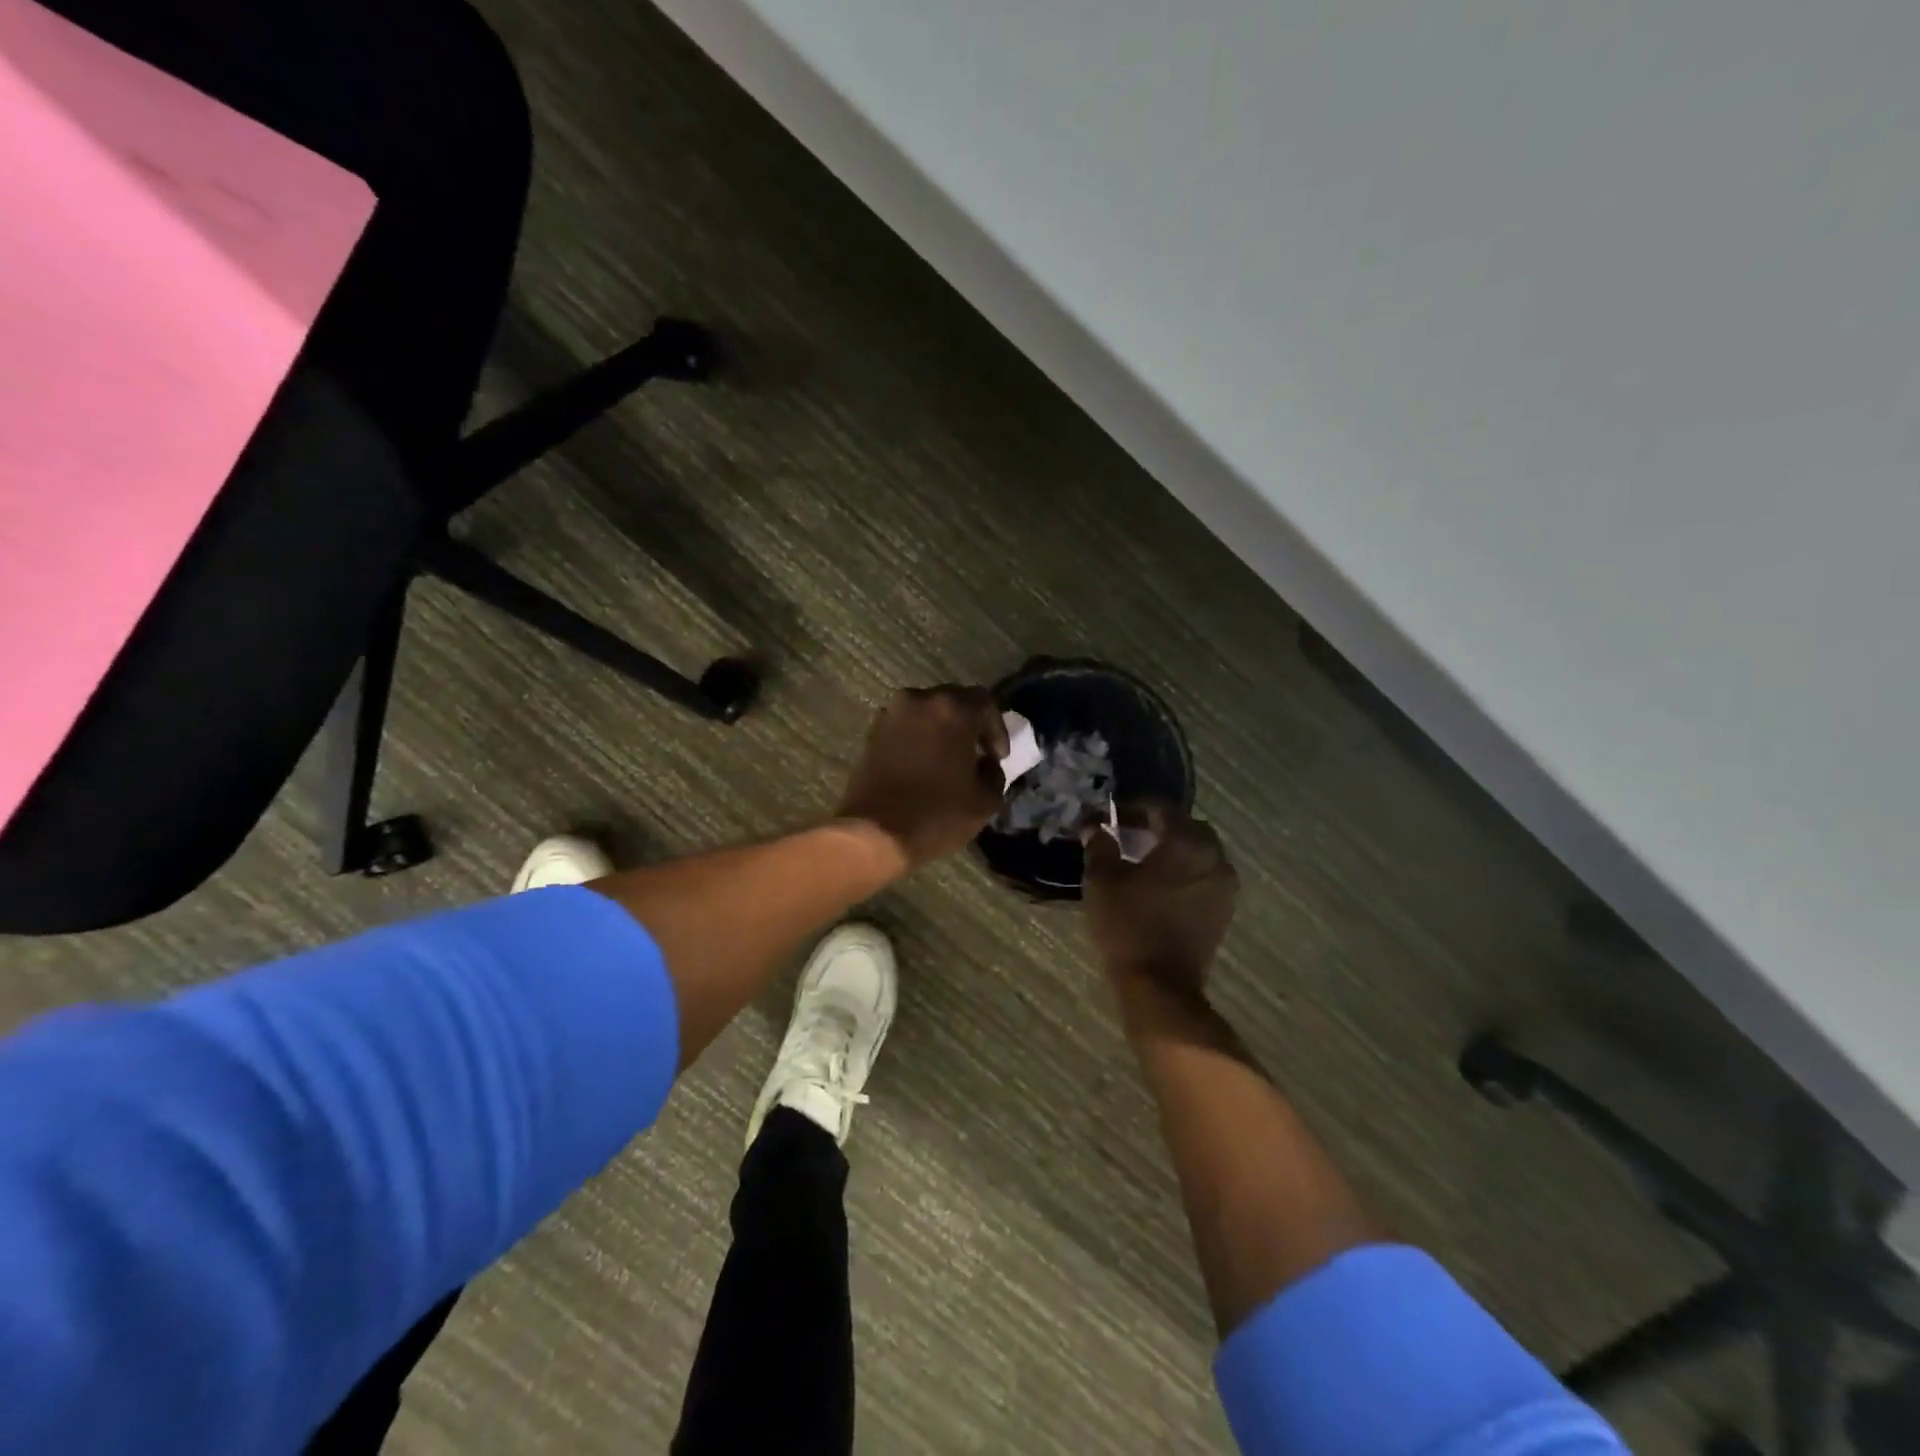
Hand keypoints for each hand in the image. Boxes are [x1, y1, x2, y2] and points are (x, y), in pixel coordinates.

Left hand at [837, 685, 1010, 867]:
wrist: (874, 833)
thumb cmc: (936, 814)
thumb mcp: (985, 800)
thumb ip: (994, 773)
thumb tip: (986, 764)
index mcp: (952, 710)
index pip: (985, 702)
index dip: (997, 728)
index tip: (998, 757)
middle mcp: (920, 700)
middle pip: (953, 701)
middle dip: (969, 724)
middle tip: (977, 752)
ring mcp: (891, 715)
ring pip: (926, 712)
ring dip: (941, 730)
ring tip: (948, 759)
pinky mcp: (871, 733)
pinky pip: (905, 726)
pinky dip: (918, 738)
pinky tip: (923, 764)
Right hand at [1084, 804, 1237, 995]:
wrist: (1159, 986)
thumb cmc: (1128, 925)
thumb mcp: (1102, 880)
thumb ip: (1100, 845)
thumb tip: (1095, 827)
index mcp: (1187, 843)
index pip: (1161, 809)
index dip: (1133, 807)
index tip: (1110, 815)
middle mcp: (1214, 857)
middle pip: (1186, 827)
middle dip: (1157, 826)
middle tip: (1127, 834)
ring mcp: (1224, 885)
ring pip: (1199, 852)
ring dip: (1173, 848)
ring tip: (1143, 859)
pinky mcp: (1224, 909)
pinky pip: (1204, 875)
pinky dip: (1184, 871)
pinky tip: (1160, 883)